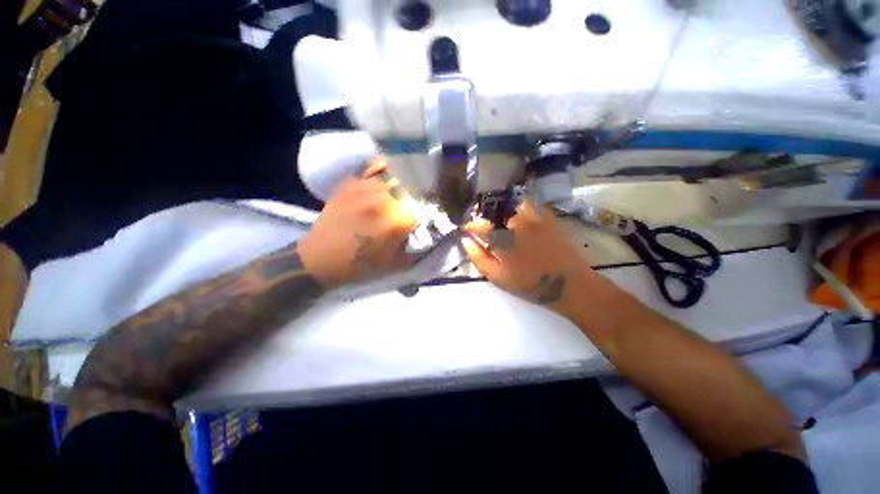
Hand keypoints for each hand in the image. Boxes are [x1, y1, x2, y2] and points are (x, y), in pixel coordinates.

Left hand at [298, 158, 416, 287]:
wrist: (320, 259)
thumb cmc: (360, 265)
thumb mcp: (394, 265)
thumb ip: (415, 251)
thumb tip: (429, 237)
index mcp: (395, 224)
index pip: (421, 211)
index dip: (423, 215)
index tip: (421, 219)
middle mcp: (383, 202)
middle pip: (410, 190)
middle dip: (413, 199)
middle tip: (410, 205)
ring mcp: (365, 190)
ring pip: (394, 177)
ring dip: (400, 185)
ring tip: (400, 191)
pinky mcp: (350, 184)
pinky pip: (372, 169)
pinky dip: (382, 169)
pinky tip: (386, 175)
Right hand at [462, 201, 596, 317]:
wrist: (569, 285)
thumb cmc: (529, 284)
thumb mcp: (497, 277)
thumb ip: (478, 257)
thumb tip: (466, 239)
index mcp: (502, 237)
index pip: (478, 223)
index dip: (471, 225)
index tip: (469, 230)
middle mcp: (516, 221)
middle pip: (495, 210)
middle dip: (486, 216)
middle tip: (486, 227)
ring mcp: (534, 217)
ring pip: (512, 203)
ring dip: (504, 209)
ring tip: (503, 221)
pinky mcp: (548, 217)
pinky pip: (531, 204)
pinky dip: (522, 207)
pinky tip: (521, 218)